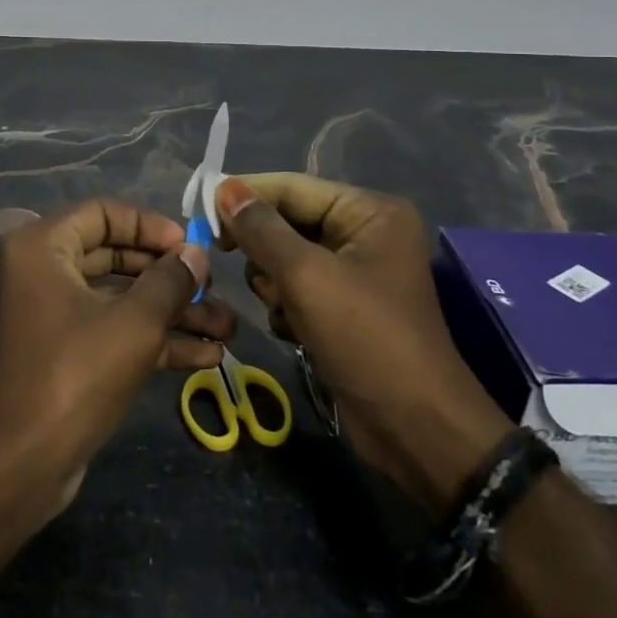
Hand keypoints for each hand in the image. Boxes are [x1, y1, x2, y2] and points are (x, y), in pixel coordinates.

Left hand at [0, 200, 237, 520]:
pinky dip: (153, 339)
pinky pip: (113, 330)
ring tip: (227, 328)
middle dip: (169, 276)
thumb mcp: (135, 322)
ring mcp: (54, 313)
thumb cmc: (77, 373)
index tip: (190, 246)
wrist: (24, 464)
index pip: (104, 213)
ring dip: (171, 312)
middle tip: (212, 287)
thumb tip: (196, 254)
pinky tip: (206, 356)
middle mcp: (43, 271)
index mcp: (43, 246)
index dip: (151, 226)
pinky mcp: (66, 352)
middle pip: (115, 255)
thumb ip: (170, 281)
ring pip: (120, 298)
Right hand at [216, 174, 510, 509]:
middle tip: (227, 259)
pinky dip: (287, 306)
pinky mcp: (346, 308)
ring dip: (273, 283)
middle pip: (288, 222)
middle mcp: (365, 233)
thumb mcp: (306, 276)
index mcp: (369, 212)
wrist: (416, 430)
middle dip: (263, 249)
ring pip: (287, 258)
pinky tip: (293, 331)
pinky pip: (298, 289)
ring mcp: (357, 273)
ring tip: (283, 309)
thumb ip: (261, 229)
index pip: (292, 187)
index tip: (199, 209)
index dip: (245, 195)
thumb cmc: (365, 338)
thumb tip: (224, 188)